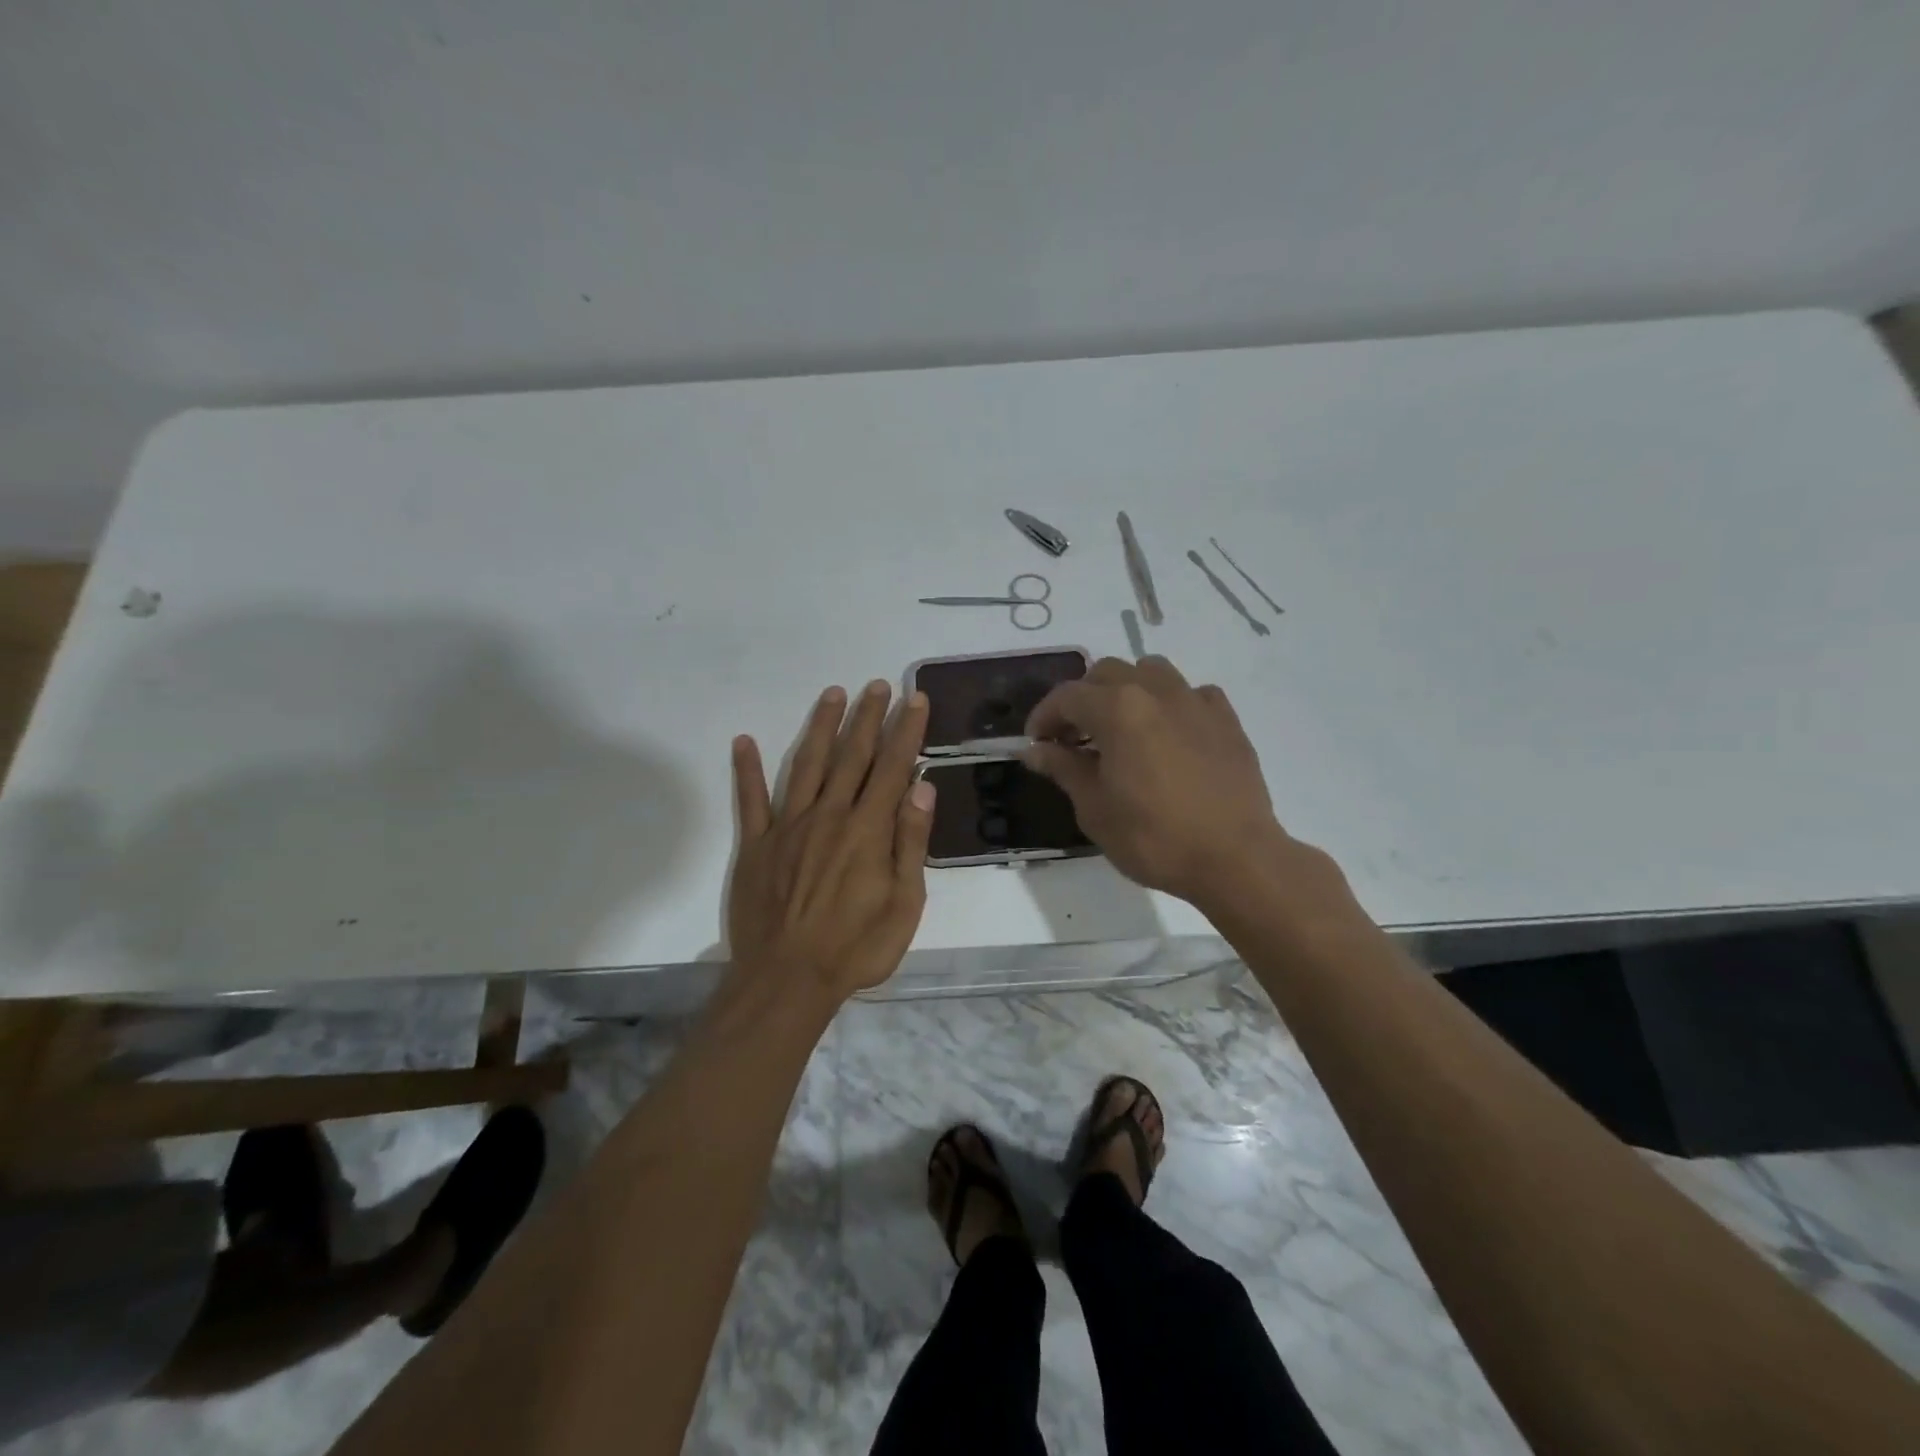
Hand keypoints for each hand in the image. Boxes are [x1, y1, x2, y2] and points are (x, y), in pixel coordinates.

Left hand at [727, 681, 934, 1004]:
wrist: (787, 980)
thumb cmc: (855, 948)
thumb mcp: (905, 905)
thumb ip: (911, 843)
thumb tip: (923, 787)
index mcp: (868, 830)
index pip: (892, 767)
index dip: (906, 730)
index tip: (915, 698)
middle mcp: (829, 815)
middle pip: (852, 755)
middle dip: (868, 717)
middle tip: (878, 685)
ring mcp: (788, 826)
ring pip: (808, 765)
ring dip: (822, 727)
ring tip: (833, 693)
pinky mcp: (757, 844)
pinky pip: (751, 800)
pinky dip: (747, 769)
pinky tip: (744, 741)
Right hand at [1022, 656, 1287, 903]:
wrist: (1235, 858)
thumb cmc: (1155, 837)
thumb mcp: (1094, 809)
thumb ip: (1063, 768)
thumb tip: (1035, 750)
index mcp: (1118, 709)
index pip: (1067, 696)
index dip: (1044, 716)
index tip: (1035, 743)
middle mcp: (1156, 691)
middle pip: (1106, 673)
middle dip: (1081, 700)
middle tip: (1072, 738)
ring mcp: (1195, 700)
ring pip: (1150, 671)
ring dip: (1125, 690)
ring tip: (1120, 727)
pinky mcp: (1226, 718)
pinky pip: (1189, 693)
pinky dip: (1169, 704)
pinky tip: (1168, 735)